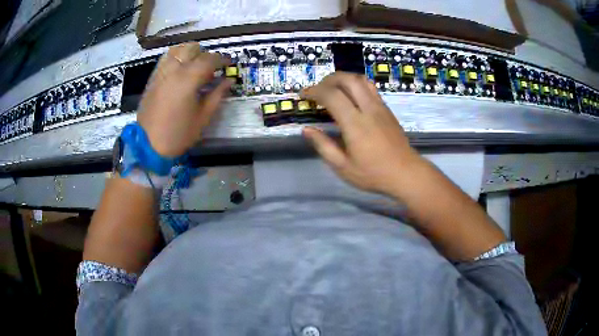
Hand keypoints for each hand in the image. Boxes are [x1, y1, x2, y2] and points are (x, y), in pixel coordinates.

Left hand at [136, 43, 230, 156]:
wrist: (149, 145)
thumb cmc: (179, 134)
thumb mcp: (203, 117)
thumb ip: (217, 94)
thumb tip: (229, 80)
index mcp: (188, 79)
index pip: (209, 59)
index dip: (222, 60)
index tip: (229, 64)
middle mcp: (173, 70)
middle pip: (192, 48)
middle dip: (205, 55)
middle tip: (210, 69)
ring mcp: (160, 72)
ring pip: (177, 49)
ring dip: (189, 53)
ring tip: (194, 65)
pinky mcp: (152, 78)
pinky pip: (165, 58)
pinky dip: (176, 58)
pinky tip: (180, 69)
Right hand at [301, 72, 424, 196]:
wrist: (406, 173)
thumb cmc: (373, 174)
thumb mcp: (343, 167)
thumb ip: (323, 146)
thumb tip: (307, 130)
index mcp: (355, 124)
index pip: (332, 95)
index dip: (314, 91)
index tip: (303, 95)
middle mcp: (368, 109)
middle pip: (348, 79)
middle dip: (328, 79)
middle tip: (317, 90)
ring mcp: (380, 107)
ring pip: (361, 79)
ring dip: (343, 78)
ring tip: (332, 88)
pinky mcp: (387, 109)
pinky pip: (370, 88)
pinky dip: (355, 84)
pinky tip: (350, 96)